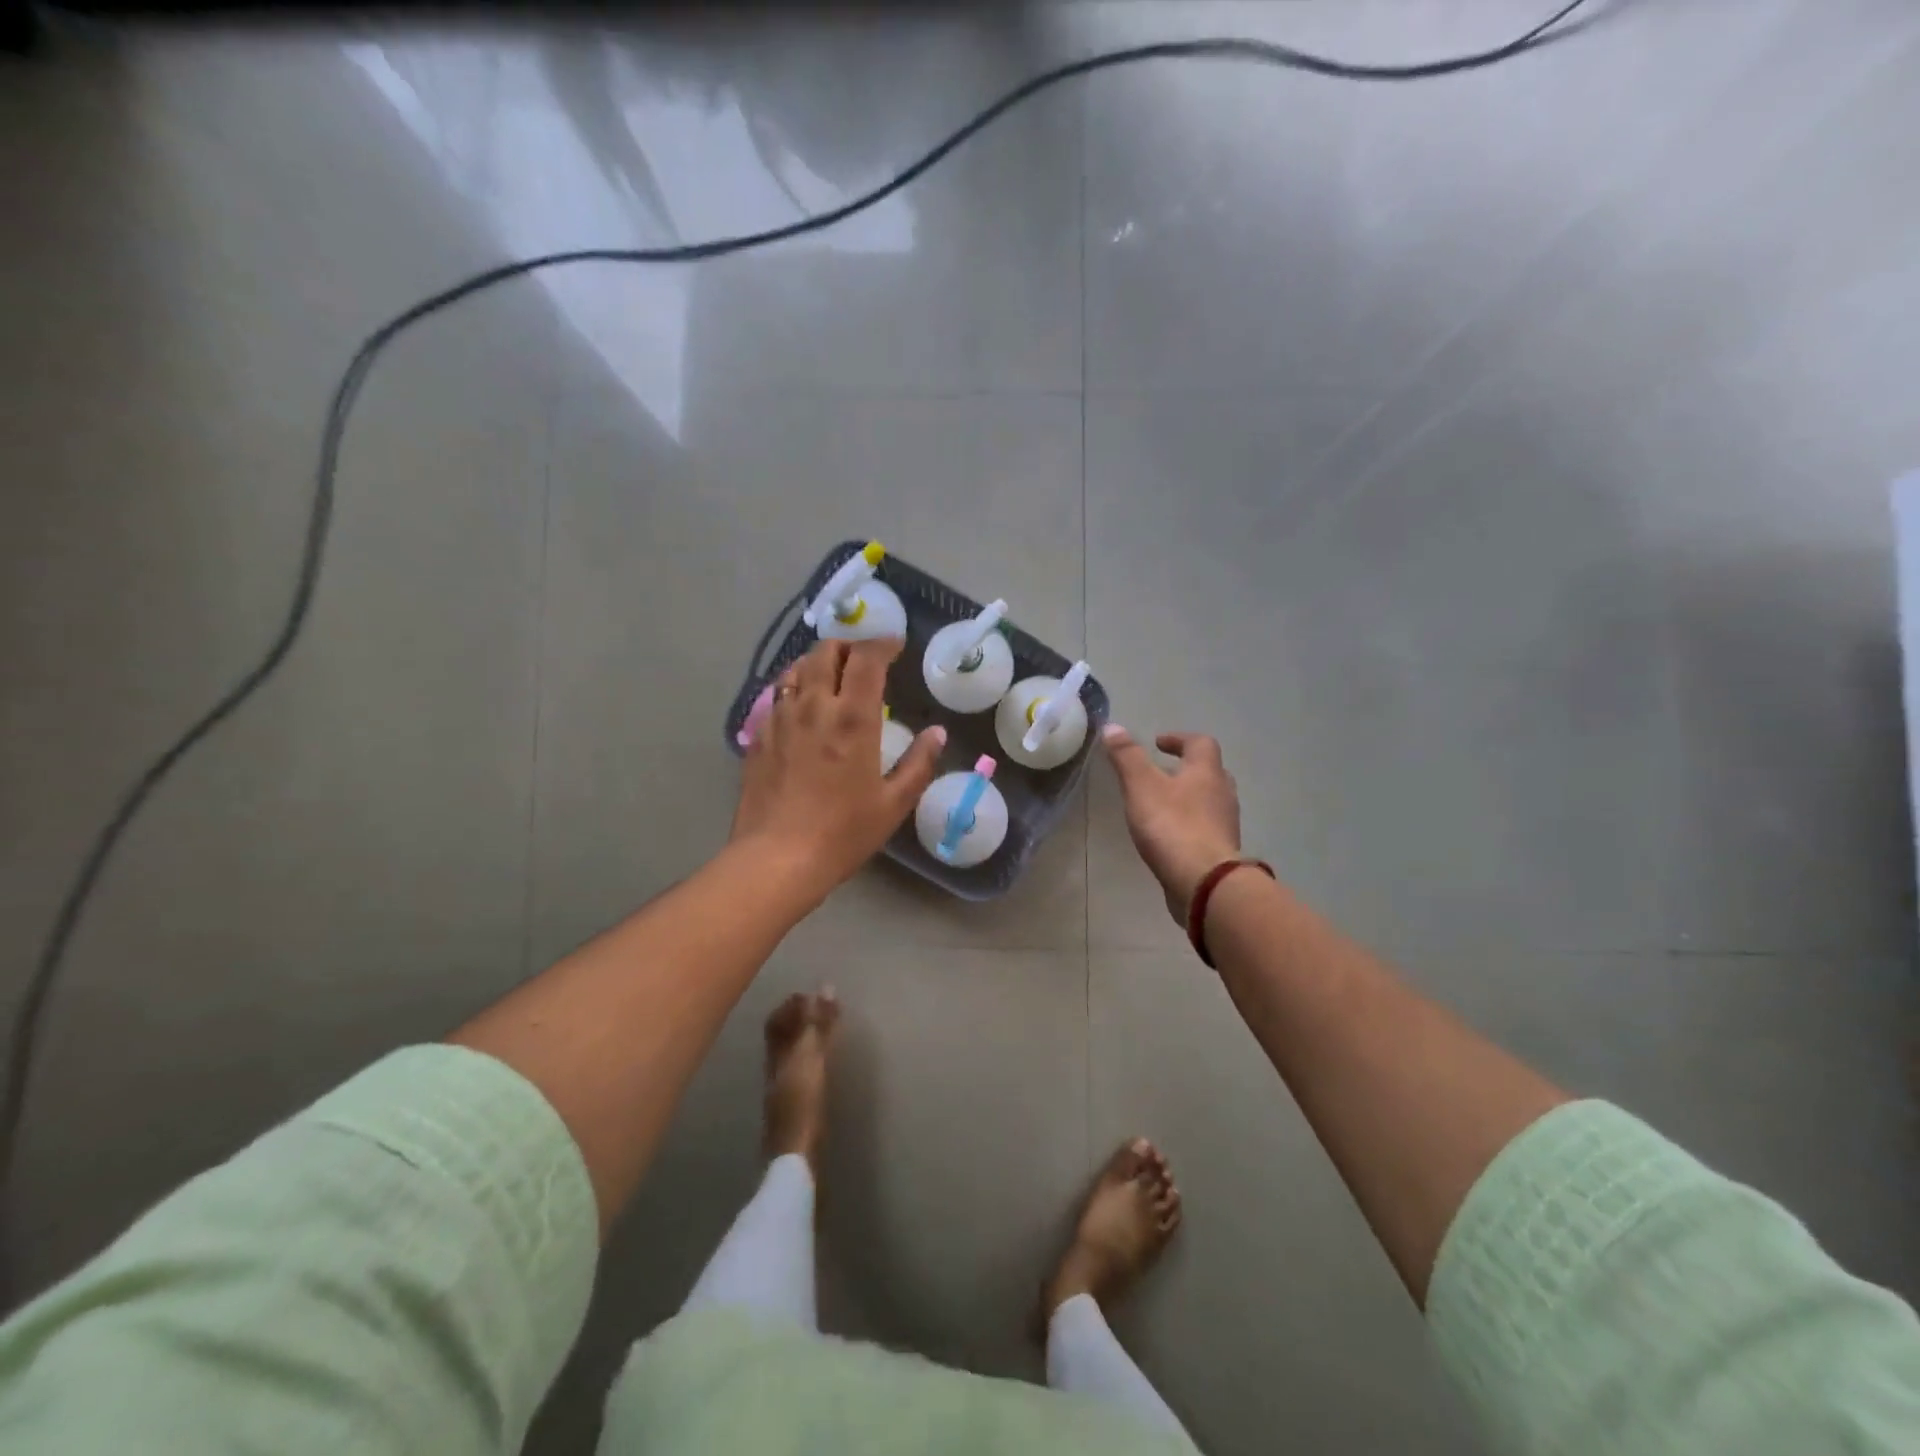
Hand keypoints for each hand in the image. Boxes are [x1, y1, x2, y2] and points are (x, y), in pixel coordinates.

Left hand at [733, 638, 943, 901]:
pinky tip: (802, 708)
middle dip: (848, 646)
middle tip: (864, 660)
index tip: (896, 645)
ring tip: (832, 676)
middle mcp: (814, 707)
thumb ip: (919, 763)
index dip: (883, 643)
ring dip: (818, 662)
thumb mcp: (893, 804)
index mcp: (853, 719)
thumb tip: (937, 733)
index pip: (867, 658)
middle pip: (826, 652)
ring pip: (796, 669)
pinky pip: (776, 696)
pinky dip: (795, 688)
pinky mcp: (758, 737)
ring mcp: (780, 719)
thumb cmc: (842, 833)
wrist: (776, 859)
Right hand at [1102, 726, 1242, 924]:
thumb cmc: (1172, 826)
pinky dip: (1191, 825)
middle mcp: (1223, 794)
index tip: (1158, 743)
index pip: (1201, 743)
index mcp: (1206, 772)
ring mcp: (1225, 825)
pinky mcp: (1221, 852)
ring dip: (1191, 798)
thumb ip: (1127, 757)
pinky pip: (1207, 829)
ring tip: (1163, 805)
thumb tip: (1113, 727)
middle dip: (1188, 769)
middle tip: (1163, 772)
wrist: (1204, 882)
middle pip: (1211, 772)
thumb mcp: (1142, 786)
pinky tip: (1171, 836)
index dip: (1179, 739)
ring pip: (1211, 802)